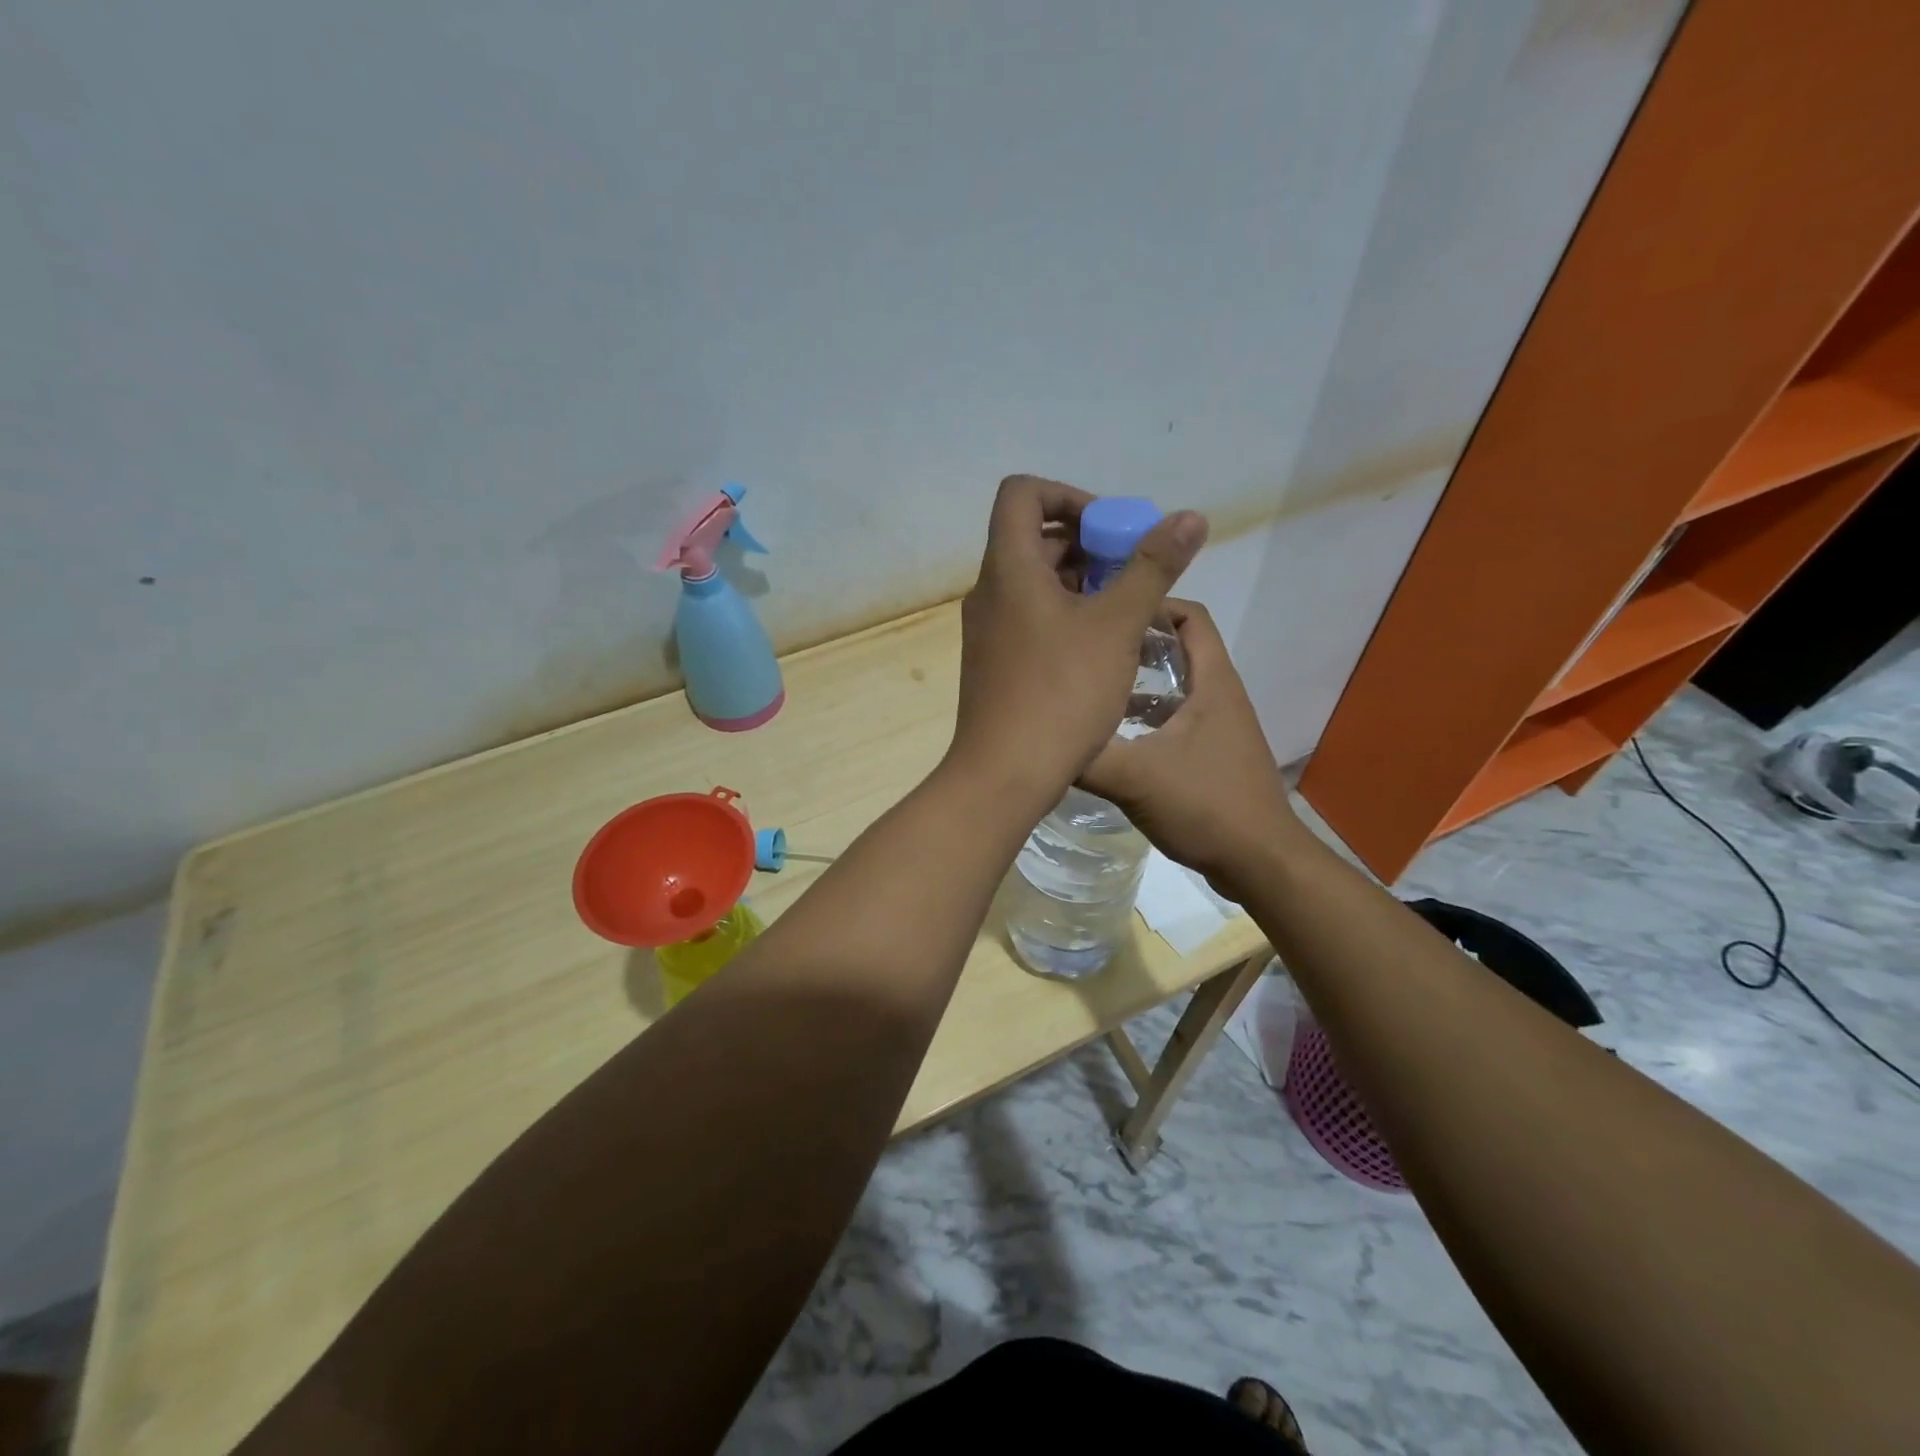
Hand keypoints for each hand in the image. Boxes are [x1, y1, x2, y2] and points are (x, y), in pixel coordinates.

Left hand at [950, 475, 1207, 800]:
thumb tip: (1189, 517)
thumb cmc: (1061, 692)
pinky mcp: (993, 663)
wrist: (1004, 774)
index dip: (1068, 495)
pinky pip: (1028, 617)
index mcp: (1008, 568)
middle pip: (1031, 538)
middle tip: (1130, 573)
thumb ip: (1152, 567)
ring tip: (1123, 611)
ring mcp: (987, 630)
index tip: (1110, 529)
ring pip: (1032, 582)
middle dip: (1086, 543)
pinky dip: (1063, 615)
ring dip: (1079, 582)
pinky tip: (1098, 647)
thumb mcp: (1117, 626)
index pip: (1022, 494)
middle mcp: (989, 591)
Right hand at [1079, 600, 1300, 900]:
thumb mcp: (1136, 778)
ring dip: (1134, 684)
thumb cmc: (1207, 806)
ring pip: (1172, 688)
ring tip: (1089, 690)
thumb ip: (1087, 756)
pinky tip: (1110, 739)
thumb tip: (1038, 736)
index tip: (1104, 612)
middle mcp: (1217, 695)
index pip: (1188, 616)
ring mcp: (1216, 726)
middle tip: (1086, 649)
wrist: (1260, 863)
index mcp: (1211, 682)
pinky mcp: (1209, 755)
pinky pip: (1172, 720)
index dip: (1150, 605)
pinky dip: (1142, 718)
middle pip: (1177, 649)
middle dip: (1132, 644)